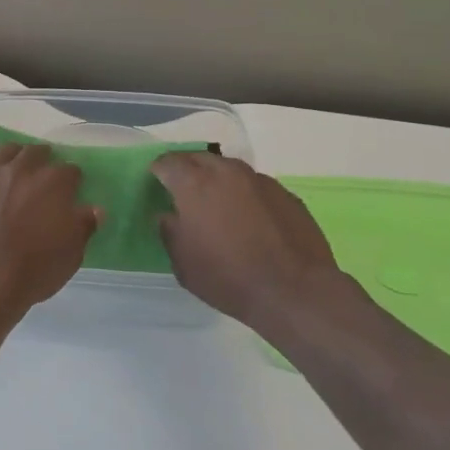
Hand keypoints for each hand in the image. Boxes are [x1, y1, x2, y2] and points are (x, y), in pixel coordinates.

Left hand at [0, 143, 97, 314]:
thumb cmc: (34, 269)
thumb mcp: (71, 254)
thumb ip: (83, 226)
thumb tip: (94, 210)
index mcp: (53, 183)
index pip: (70, 170)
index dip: (73, 180)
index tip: (72, 190)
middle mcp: (21, 171)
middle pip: (35, 152)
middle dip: (44, 159)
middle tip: (45, 174)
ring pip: (5, 152)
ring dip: (16, 156)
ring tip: (18, 168)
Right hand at [152, 152, 355, 332]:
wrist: (294, 291)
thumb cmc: (227, 277)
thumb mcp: (182, 262)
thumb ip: (170, 231)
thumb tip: (169, 216)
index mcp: (194, 184)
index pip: (168, 163)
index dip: (158, 171)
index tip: (155, 184)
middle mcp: (227, 172)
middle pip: (199, 158)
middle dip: (187, 169)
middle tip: (181, 189)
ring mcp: (261, 181)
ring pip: (230, 169)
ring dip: (218, 179)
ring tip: (216, 203)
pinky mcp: (286, 195)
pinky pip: (256, 186)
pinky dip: (244, 195)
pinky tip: (248, 219)